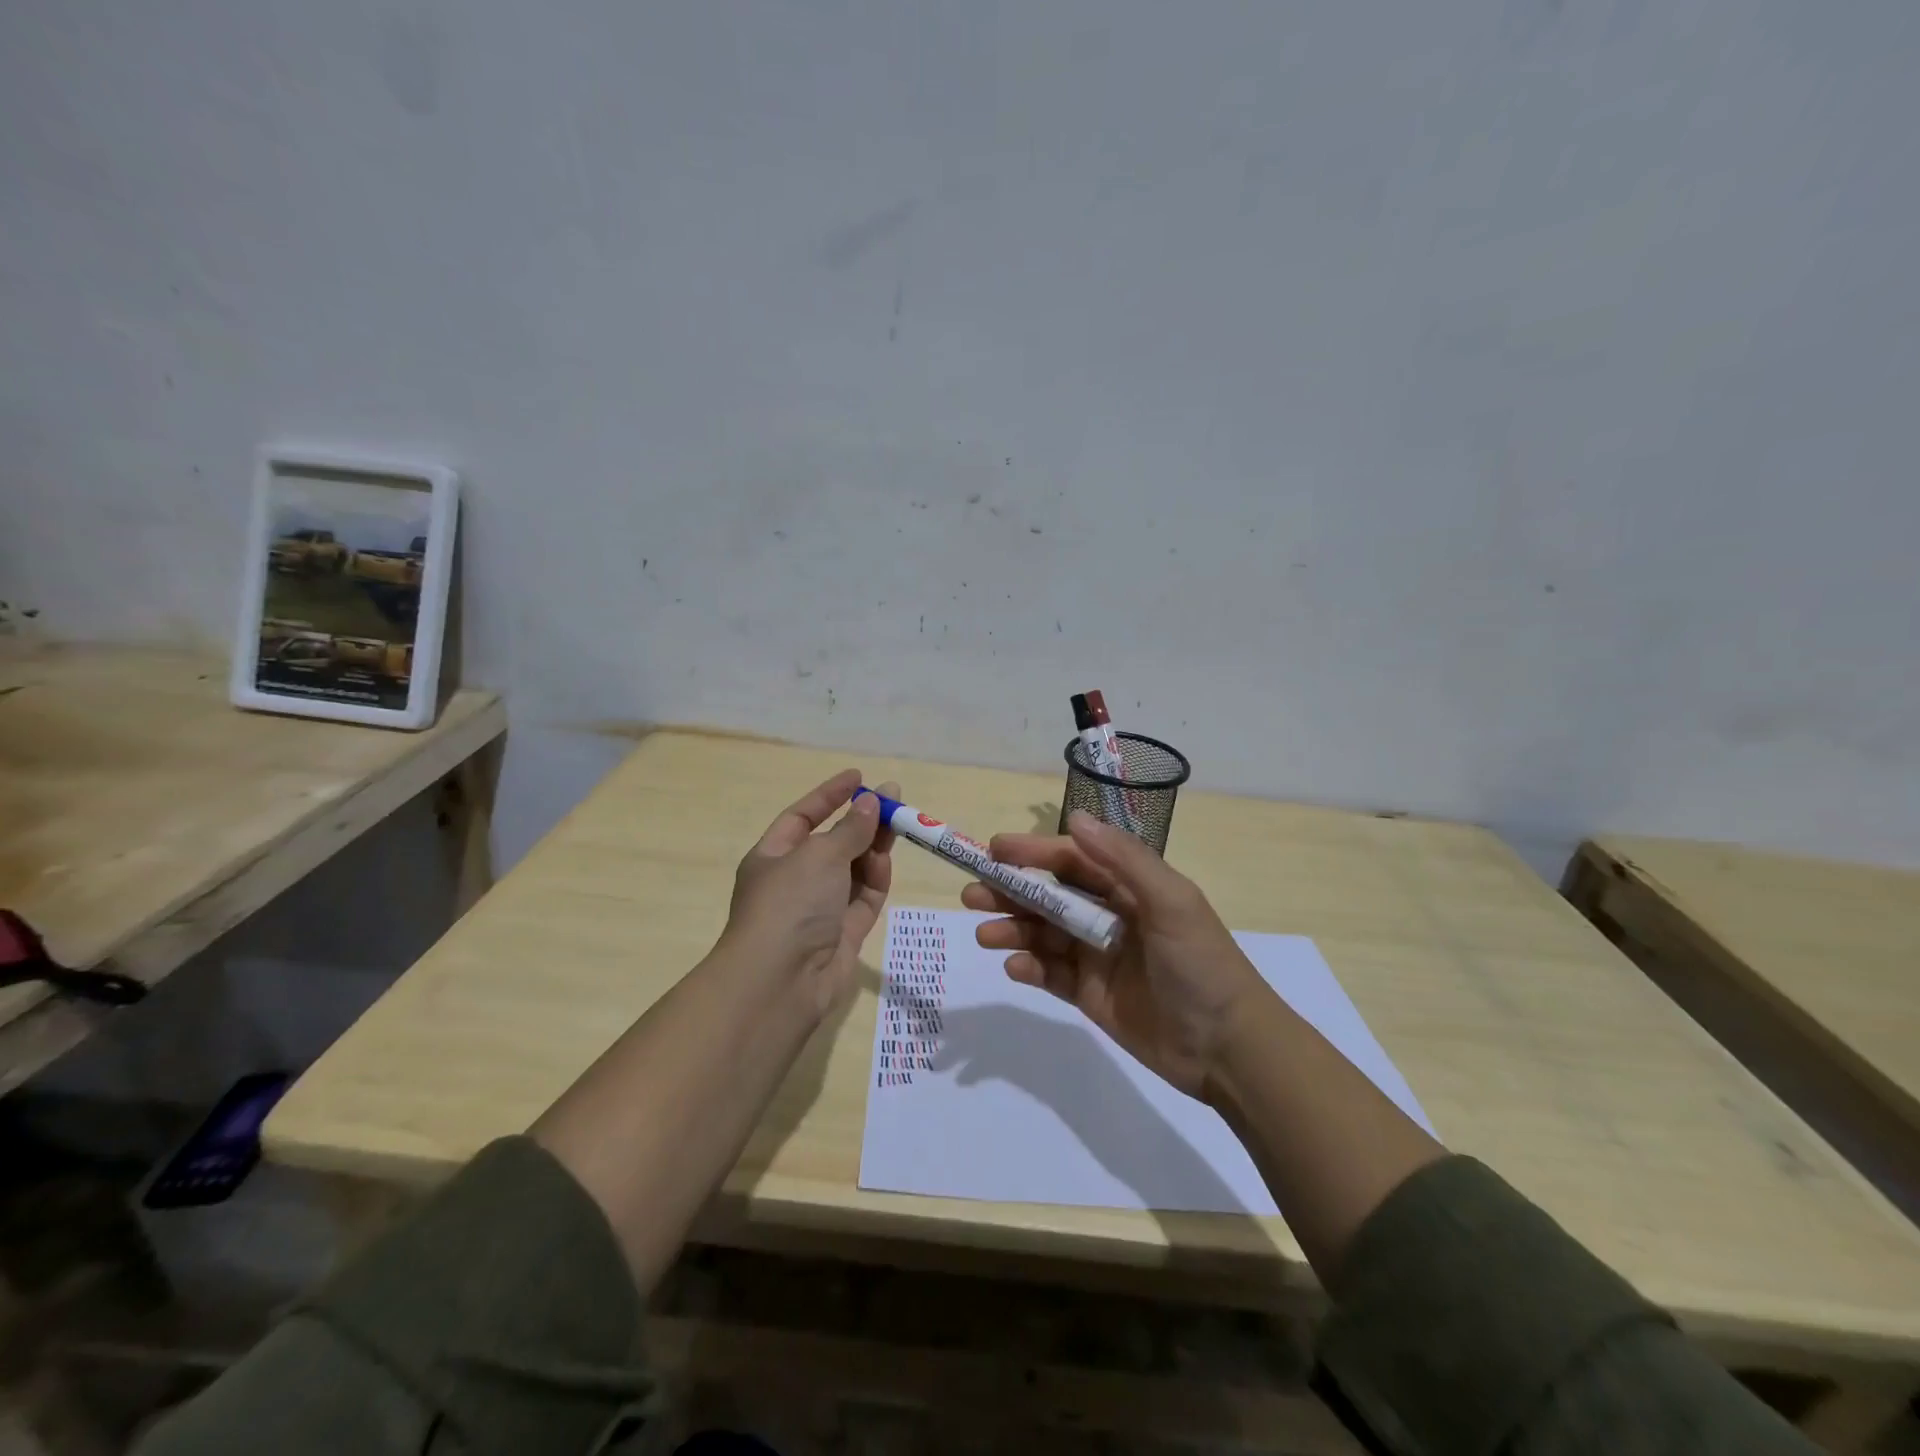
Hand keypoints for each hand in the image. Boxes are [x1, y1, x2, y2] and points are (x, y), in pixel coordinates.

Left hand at [722, 769, 896, 1015]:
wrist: (781, 981)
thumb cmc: (790, 903)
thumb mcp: (820, 855)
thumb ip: (851, 829)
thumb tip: (872, 802)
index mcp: (773, 856)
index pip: (803, 816)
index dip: (830, 795)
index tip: (859, 777)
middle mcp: (795, 880)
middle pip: (834, 842)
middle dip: (862, 821)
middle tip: (896, 800)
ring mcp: (820, 908)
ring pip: (853, 869)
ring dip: (873, 847)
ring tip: (900, 826)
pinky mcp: (843, 933)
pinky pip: (864, 898)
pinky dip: (876, 880)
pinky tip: (886, 862)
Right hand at [961, 811, 1266, 1100]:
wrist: (1228, 1049)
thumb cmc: (1202, 964)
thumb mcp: (1171, 902)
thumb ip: (1123, 859)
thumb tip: (1075, 816)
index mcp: (1129, 887)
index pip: (1072, 861)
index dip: (1033, 853)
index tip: (993, 851)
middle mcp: (1109, 915)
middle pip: (1049, 896)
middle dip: (1010, 891)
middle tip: (971, 894)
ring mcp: (1096, 956)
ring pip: (1043, 934)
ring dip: (1012, 929)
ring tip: (985, 934)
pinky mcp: (1089, 994)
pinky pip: (1049, 974)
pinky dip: (1028, 967)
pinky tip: (1014, 967)